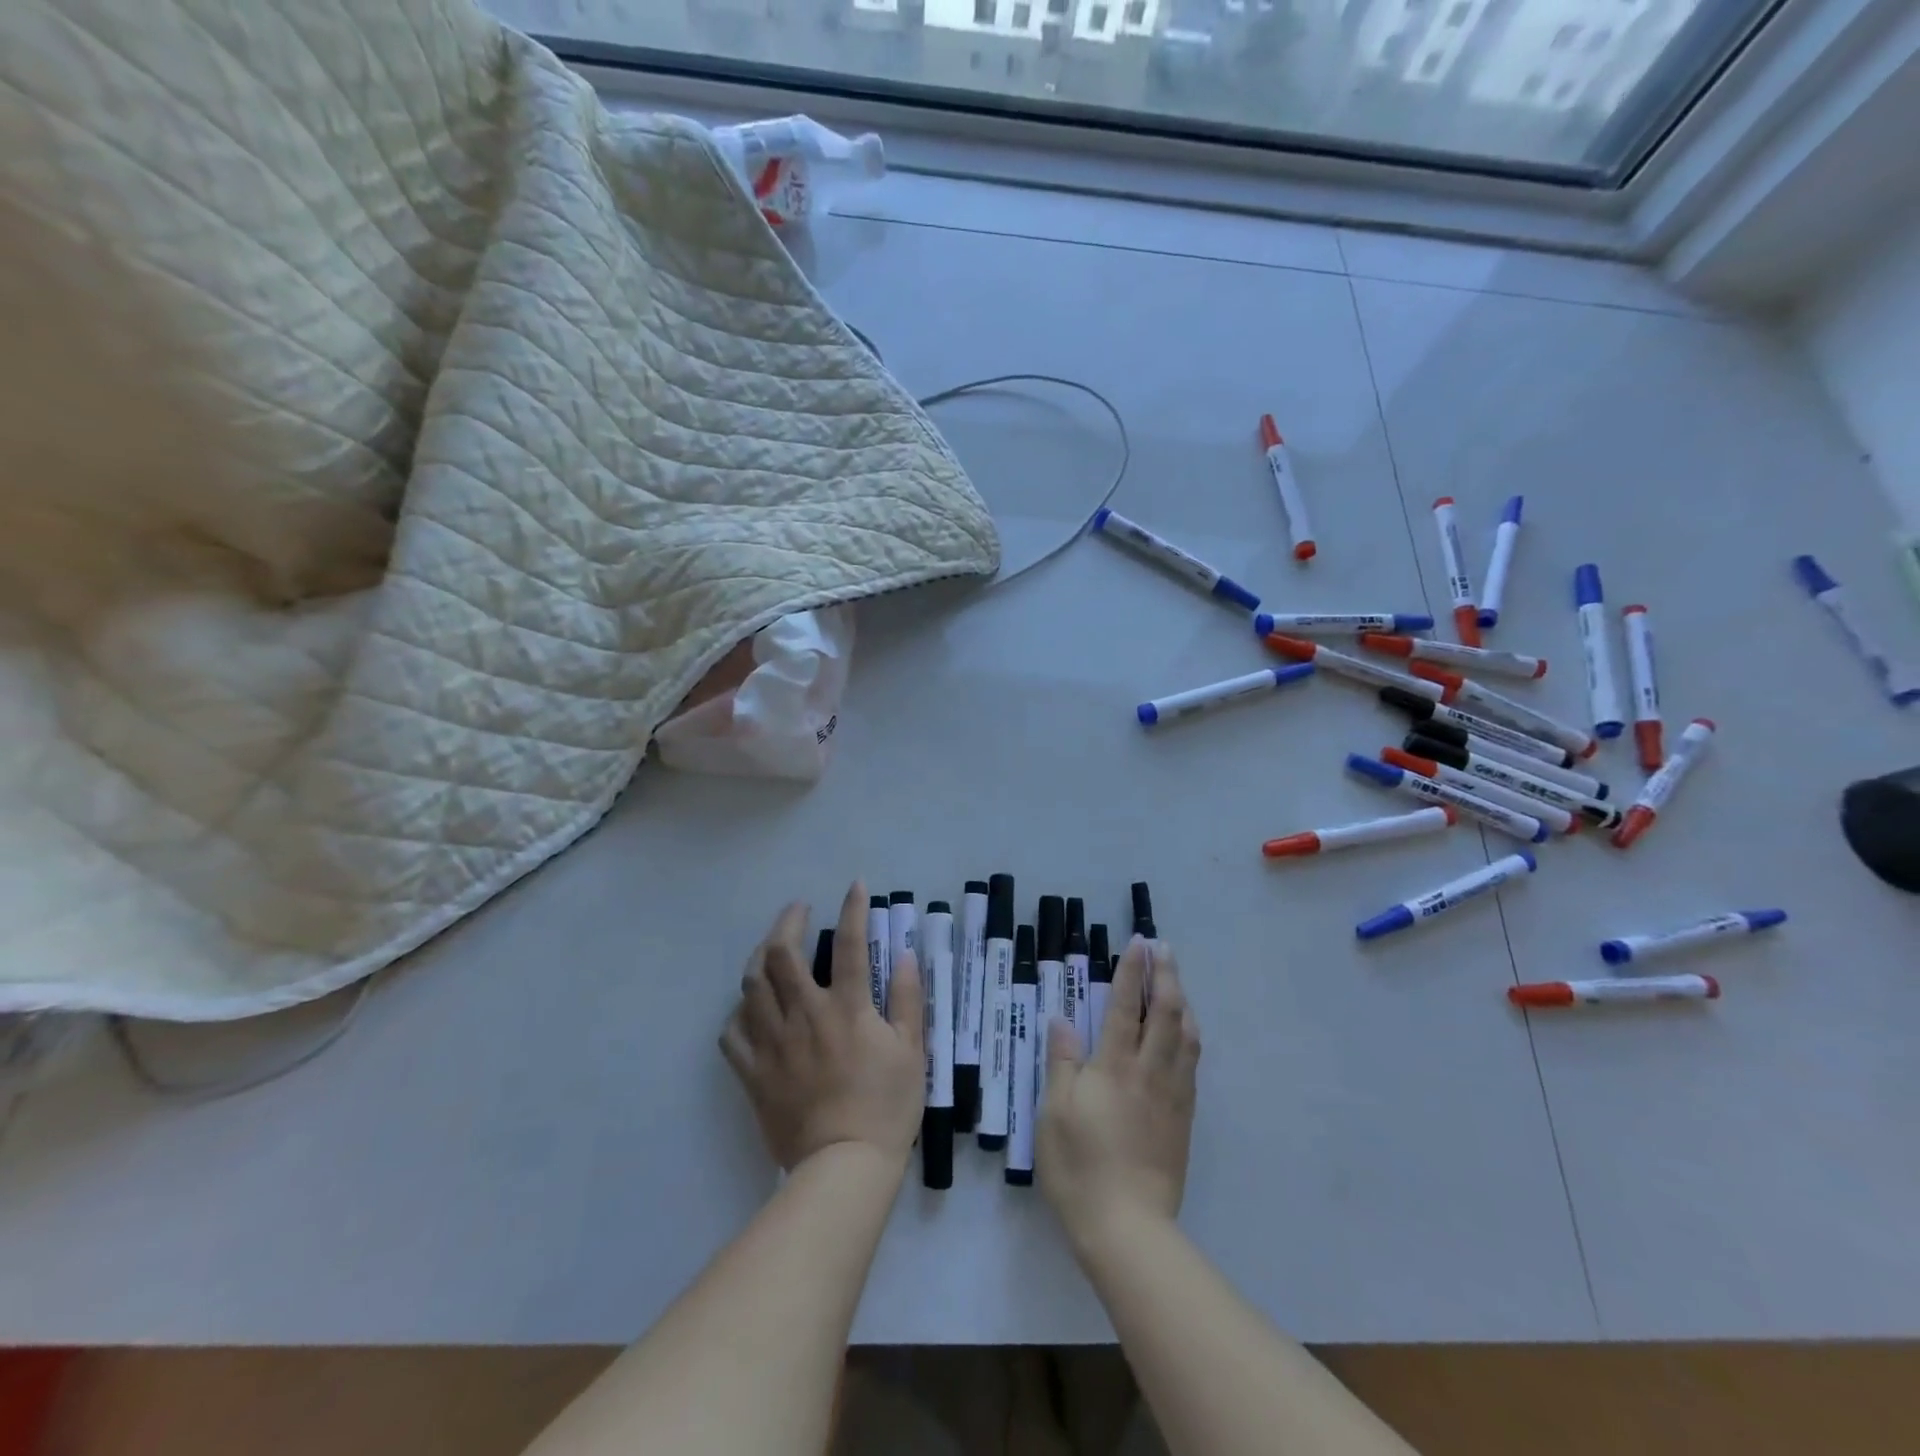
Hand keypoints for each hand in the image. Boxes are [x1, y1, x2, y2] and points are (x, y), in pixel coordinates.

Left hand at [720, 882, 924, 1172]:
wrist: (844, 1168)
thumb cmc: (886, 1107)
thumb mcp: (913, 1050)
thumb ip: (909, 998)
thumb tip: (904, 954)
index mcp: (847, 1008)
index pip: (849, 944)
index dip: (853, 908)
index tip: (855, 886)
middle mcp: (804, 1015)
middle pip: (781, 955)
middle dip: (787, 921)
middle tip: (798, 910)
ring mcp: (773, 1043)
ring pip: (751, 985)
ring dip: (759, 956)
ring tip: (770, 947)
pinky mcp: (753, 1073)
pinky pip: (731, 1033)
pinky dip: (738, 1012)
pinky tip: (749, 1006)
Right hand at [1037, 937, 1198, 1250]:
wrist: (1128, 1227)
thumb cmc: (1079, 1166)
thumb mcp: (1053, 1113)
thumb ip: (1062, 1062)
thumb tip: (1063, 1019)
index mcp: (1114, 1066)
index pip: (1124, 1006)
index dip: (1131, 971)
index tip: (1138, 943)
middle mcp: (1148, 1071)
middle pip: (1165, 1012)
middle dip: (1165, 975)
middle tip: (1164, 948)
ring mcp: (1172, 1094)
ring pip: (1186, 1035)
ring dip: (1183, 1001)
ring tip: (1177, 983)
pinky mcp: (1183, 1118)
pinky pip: (1192, 1064)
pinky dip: (1190, 1036)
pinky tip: (1185, 1035)